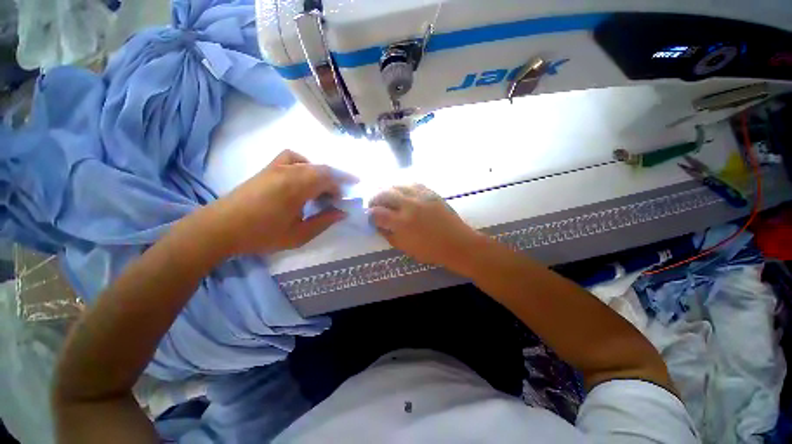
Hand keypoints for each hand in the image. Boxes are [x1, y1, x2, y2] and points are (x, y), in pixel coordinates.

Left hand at [203, 150, 356, 256]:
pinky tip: (302, 176)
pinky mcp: (267, 169)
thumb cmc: (261, 235)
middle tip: (338, 197)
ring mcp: (276, 167)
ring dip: (321, 173)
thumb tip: (342, 213)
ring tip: (322, 188)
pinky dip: (303, 163)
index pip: (328, 178)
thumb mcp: (298, 235)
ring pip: (308, 163)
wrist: (220, 228)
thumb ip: (323, 222)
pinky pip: (291, 157)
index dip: (342, 185)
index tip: (346, 198)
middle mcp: (288, 172)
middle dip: (335, 180)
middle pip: (321, 168)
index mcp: (296, 187)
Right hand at [368, 184, 484, 272]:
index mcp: (402, 223)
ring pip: (397, 185)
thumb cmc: (431, 251)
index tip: (369, 216)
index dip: (369, 214)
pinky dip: (402, 187)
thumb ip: (388, 235)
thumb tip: (377, 225)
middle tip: (374, 204)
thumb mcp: (405, 248)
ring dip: (387, 190)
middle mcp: (409, 205)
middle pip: (384, 193)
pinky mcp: (431, 192)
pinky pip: (412, 183)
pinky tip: (402, 192)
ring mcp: (421, 196)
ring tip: (386, 197)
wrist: (457, 243)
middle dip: (374, 198)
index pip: (377, 213)